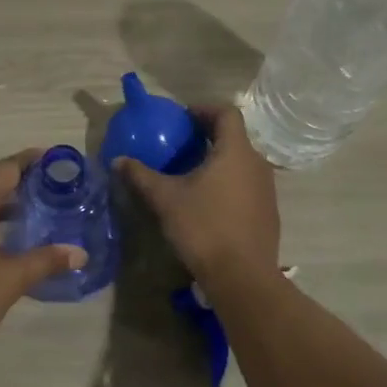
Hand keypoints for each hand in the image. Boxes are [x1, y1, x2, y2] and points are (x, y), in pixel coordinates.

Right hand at [117, 106, 279, 284]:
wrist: (242, 277)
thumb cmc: (204, 227)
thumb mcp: (166, 199)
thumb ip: (141, 176)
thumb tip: (118, 160)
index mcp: (235, 152)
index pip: (227, 113)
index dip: (204, 109)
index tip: (183, 118)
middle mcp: (257, 164)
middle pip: (235, 137)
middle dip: (208, 136)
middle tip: (182, 144)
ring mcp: (267, 190)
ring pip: (241, 163)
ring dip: (219, 161)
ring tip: (192, 173)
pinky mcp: (268, 213)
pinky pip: (247, 185)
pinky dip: (228, 183)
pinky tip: (208, 203)